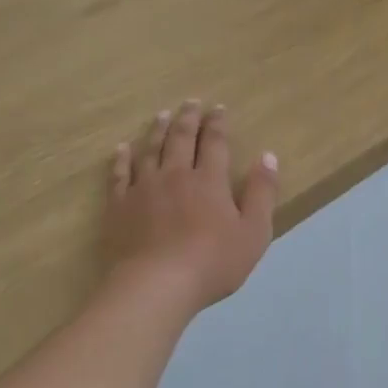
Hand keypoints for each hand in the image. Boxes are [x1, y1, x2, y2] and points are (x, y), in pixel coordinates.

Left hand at [105, 100, 277, 312]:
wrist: (157, 285)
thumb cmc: (213, 262)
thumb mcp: (254, 232)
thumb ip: (262, 193)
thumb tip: (268, 156)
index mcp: (210, 181)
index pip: (215, 143)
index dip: (218, 124)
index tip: (219, 108)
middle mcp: (176, 175)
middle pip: (181, 139)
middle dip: (188, 118)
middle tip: (191, 102)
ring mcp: (144, 188)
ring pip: (150, 150)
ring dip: (157, 130)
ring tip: (161, 115)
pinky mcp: (120, 206)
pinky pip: (120, 174)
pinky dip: (122, 158)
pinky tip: (122, 148)